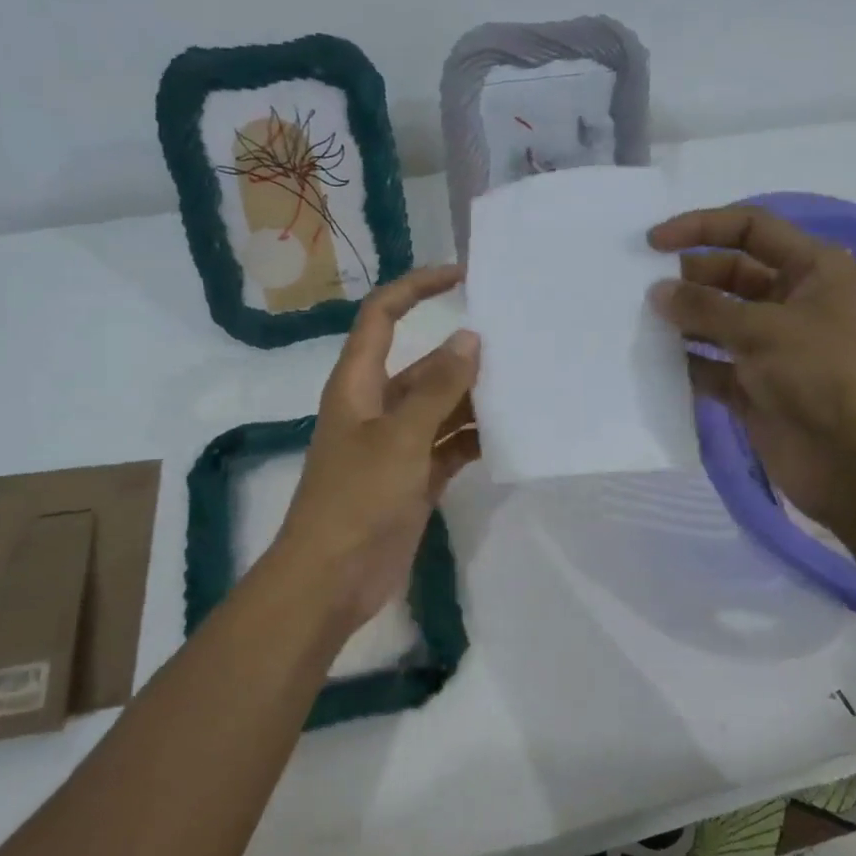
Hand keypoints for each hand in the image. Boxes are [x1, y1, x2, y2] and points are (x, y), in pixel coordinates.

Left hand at [268, 266, 481, 636]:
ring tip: (523, 390)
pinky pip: (449, 446)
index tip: (462, 276)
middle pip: (423, 366)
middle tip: (518, 348)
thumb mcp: (399, 438)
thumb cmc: (357, 499)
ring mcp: (397, 445)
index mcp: (358, 384)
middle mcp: (377, 407)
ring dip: (474, 400)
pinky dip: (473, 440)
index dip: (417, 288)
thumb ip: (437, 389)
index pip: (382, 316)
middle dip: (463, 356)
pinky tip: (508, 437)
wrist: (332, 579)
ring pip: (441, 407)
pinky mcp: (413, 478)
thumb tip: (469, 339)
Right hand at [648, 205, 855, 537]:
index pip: (751, 229)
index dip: (702, 227)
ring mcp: (772, 347)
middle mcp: (792, 301)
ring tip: (637, 321)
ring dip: (682, 320)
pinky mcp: (755, 386)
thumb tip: (657, 292)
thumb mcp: (764, 330)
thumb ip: (705, 307)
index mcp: (813, 269)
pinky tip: (652, 361)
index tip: (653, 242)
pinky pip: (711, 364)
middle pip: (729, 274)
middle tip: (639, 289)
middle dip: (687, 278)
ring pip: (716, 321)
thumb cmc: (823, 376)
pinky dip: (686, 362)